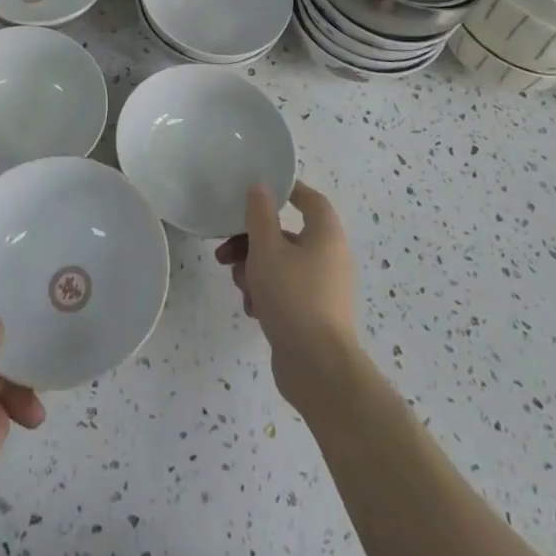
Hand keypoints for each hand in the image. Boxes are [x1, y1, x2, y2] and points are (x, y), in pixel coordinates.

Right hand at [215, 181, 358, 411]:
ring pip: (281, 265)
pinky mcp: (314, 314)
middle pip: (286, 235)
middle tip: (226, 252)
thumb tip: (260, 187)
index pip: (310, 199)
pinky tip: (252, 309)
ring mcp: (323, 288)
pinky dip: (266, 294)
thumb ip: (260, 214)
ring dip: (254, 270)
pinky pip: (286, 291)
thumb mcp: (267, 249)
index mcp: (326, 235)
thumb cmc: (293, 297)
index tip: (257, 192)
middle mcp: (329, 257)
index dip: (285, 190)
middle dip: (252, 242)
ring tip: (239, 285)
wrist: (317, 368)